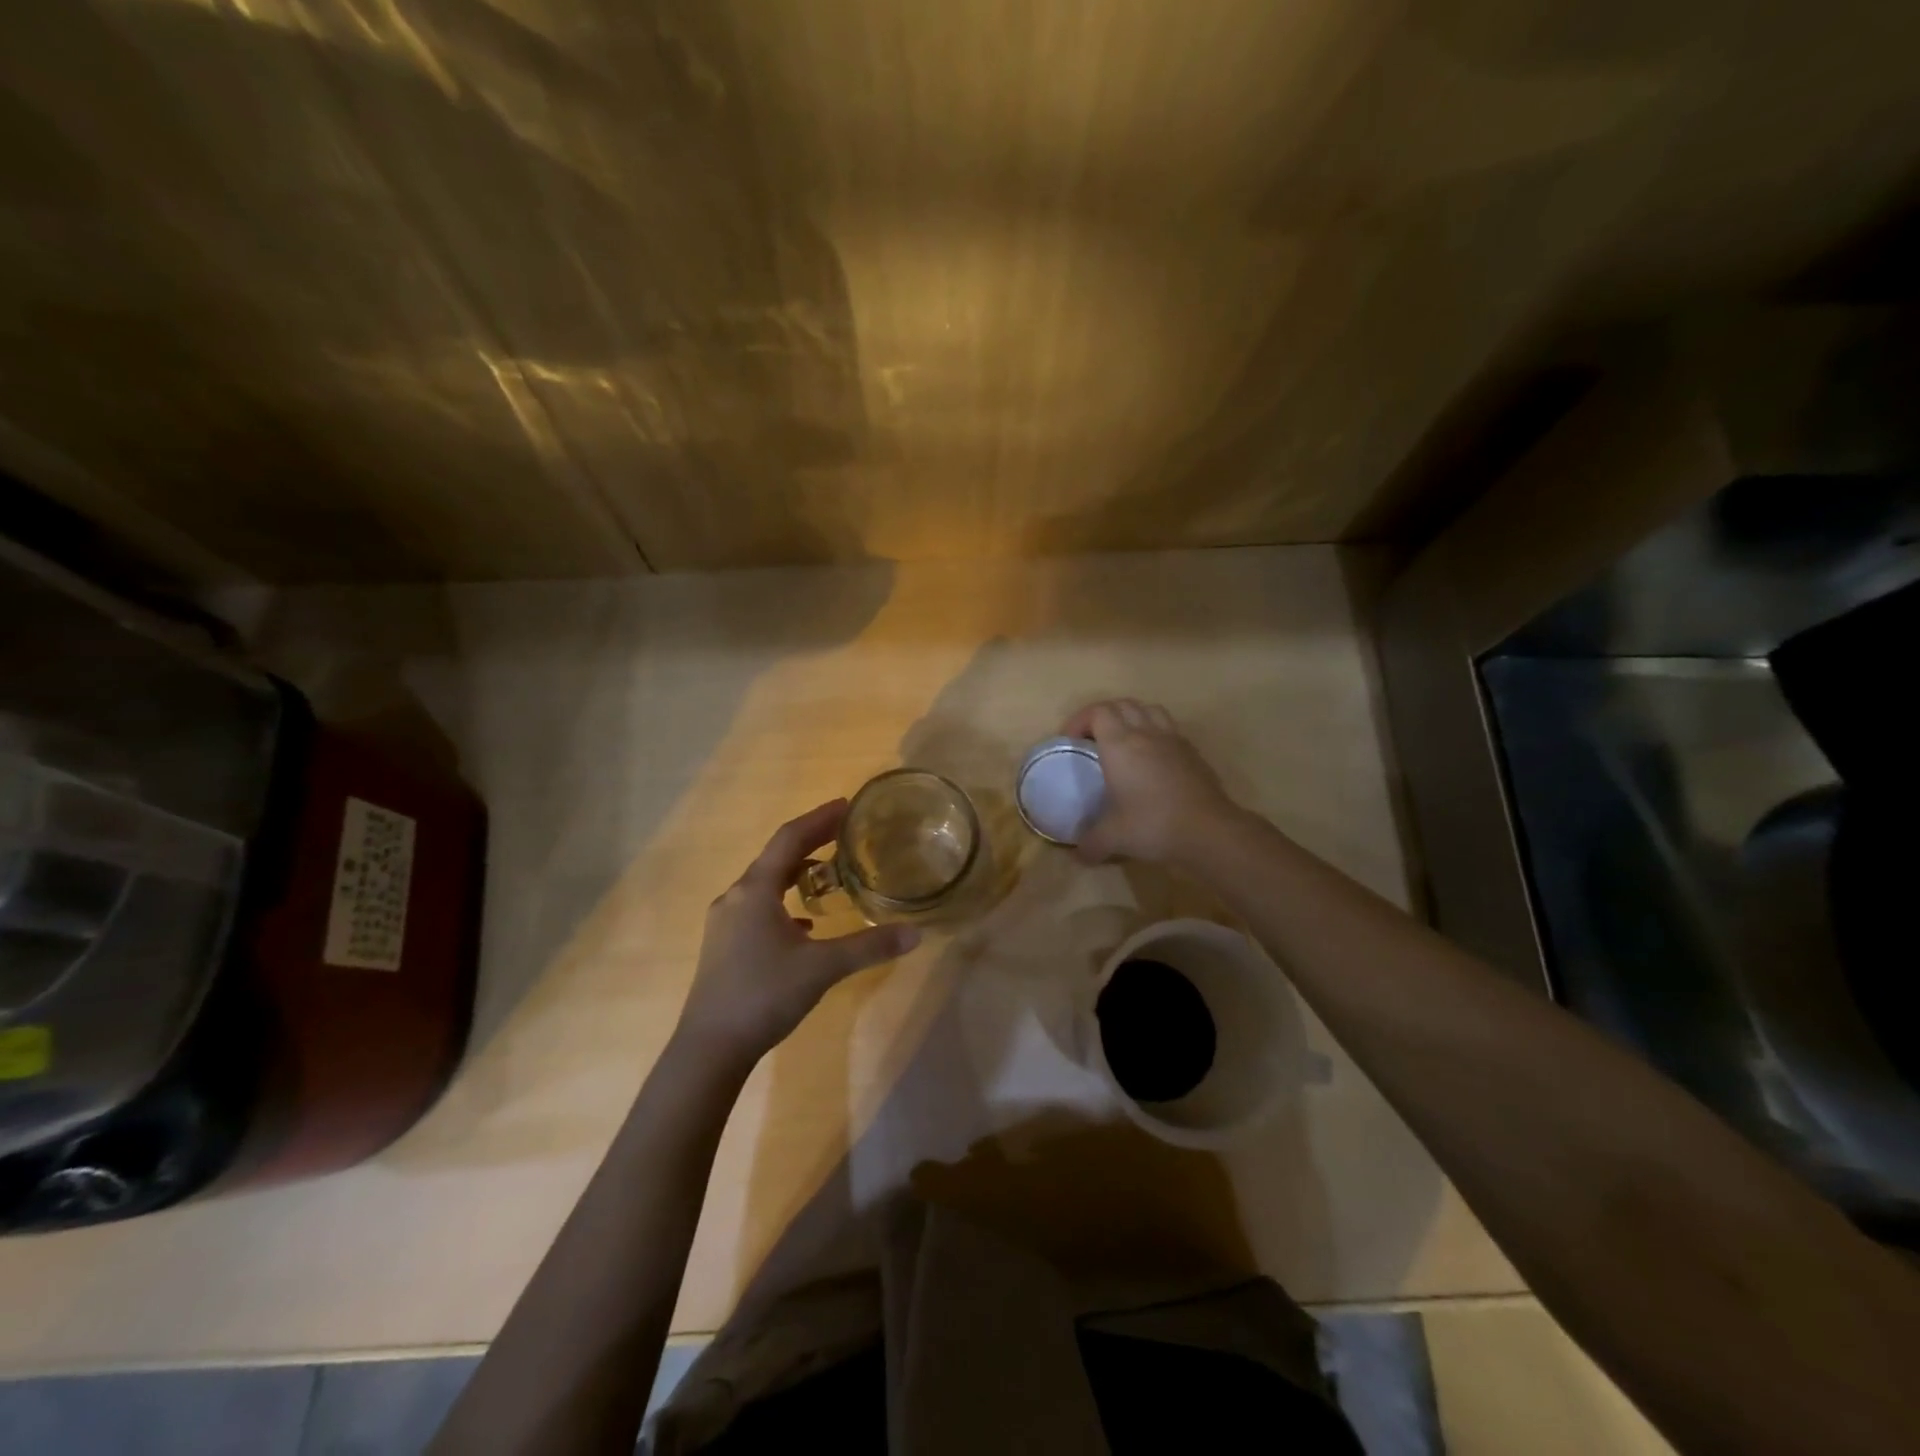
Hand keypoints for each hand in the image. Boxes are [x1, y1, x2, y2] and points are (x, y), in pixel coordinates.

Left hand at [678, 801, 919, 1066]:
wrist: (710, 1048)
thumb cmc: (764, 995)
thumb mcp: (822, 968)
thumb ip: (869, 947)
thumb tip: (915, 934)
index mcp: (756, 890)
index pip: (789, 839)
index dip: (818, 819)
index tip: (846, 805)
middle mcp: (736, 898)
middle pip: (776, 857)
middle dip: (810, 841)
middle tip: (844, 832)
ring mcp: (725, 923)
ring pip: (765, 884)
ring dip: (796, 872)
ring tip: (828, 873)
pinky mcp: (725, 946)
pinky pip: (758, 908)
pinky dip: (784, 903)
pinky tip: (804, 925)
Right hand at [1060, 699, 1240, 865]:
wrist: (1208, 830)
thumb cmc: (1153, 825)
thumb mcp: (1113, 838)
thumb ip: (1090, 843)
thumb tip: (1079, 854)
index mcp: (1120, 745)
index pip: (1097, 712)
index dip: (1080, 720)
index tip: (1071, 741)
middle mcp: (1145, 733)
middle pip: (1122, 704)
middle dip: (1103, 715)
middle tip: (1092, 739)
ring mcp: (1173, 739)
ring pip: (1148, 709)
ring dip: (1131, 716)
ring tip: (1123, 739)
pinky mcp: (1192, 752)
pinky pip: (1169, 728)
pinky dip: (1154, 732)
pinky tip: (1152, 757)